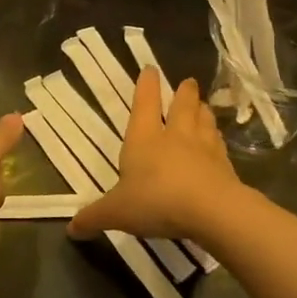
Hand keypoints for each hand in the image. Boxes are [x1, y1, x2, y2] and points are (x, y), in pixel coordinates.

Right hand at [70, 68, 240, 242]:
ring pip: (205, 121)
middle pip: (182, 106)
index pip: (144, 103)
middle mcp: (175, 136)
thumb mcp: (117, 212)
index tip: (150, 69)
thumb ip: (94, 217)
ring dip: (204, 111)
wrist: (210, 211)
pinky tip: (219, 142)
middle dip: (184, 93)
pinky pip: (220, 146)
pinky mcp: (225, 166)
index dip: (146, 85)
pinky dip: (218, 140)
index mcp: (144, 138)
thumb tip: (71, 229)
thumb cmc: (156, 200)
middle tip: (188, 82)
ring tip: (204, 105)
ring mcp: (204, 149)